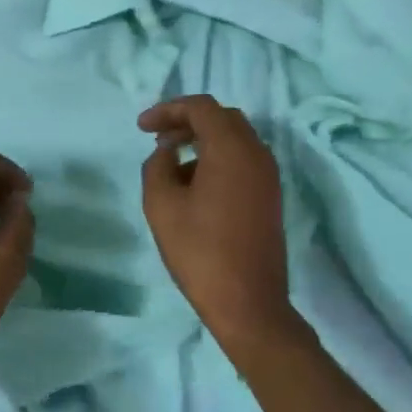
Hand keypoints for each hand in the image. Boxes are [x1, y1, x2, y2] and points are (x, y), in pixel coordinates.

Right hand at [139, 96, 291, 349]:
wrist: (248, 303)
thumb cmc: (200, 251)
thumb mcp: (162, 205)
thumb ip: (157, 165)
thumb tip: (167, 152)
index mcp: (232, 149)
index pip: (201, 108)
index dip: (168, 110)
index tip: (141, 127)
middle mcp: (257, 153)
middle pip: (222, 118)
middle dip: (187, 121)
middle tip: (158, 138)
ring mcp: (268, 175)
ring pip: (235, 138)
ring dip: (203, 139)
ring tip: (171, 160)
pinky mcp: (270, 195)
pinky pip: (243, 160)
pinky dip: (218, 157)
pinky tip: (194, 183)